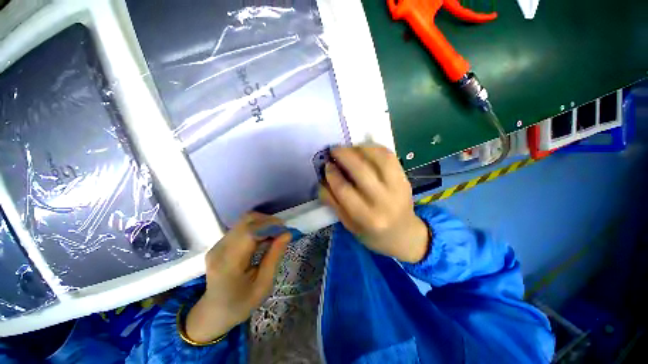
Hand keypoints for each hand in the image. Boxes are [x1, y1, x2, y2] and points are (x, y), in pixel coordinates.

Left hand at [185, 213, 289, 342]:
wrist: (213, 312)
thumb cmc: (240, 304)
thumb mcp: (263, 286)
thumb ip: (274, 257)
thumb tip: (287, 234)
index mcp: (228, 263)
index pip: (250, 232)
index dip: (270, 226)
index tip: (285, 231)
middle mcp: (220, 248)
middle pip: (247, 220)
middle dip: (268, 222)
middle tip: (282, 232)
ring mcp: (218, 244)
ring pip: (245, 221)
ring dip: (263, 223)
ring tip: (274, 235)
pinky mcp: (221, 242)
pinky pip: (242, 227)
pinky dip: (257, 228)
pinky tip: (264, 239)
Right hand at [319, 145, 428, 263]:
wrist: (404, 234)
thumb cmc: (372, 234)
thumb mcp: (348, 224)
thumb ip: (333, 203)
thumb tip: (322, 180)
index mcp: (367, 218)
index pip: (344, 189)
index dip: (332, 174)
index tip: (326, 165)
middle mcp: (384, 201)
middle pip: (361, 170)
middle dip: (344, 155)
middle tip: (334, 150)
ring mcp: (398, 187)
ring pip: (378, 159)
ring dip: (360, 148)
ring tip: (349, 148)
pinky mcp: (405, 179)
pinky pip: (390, 156)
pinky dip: (375, 148)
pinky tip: (364, 148)